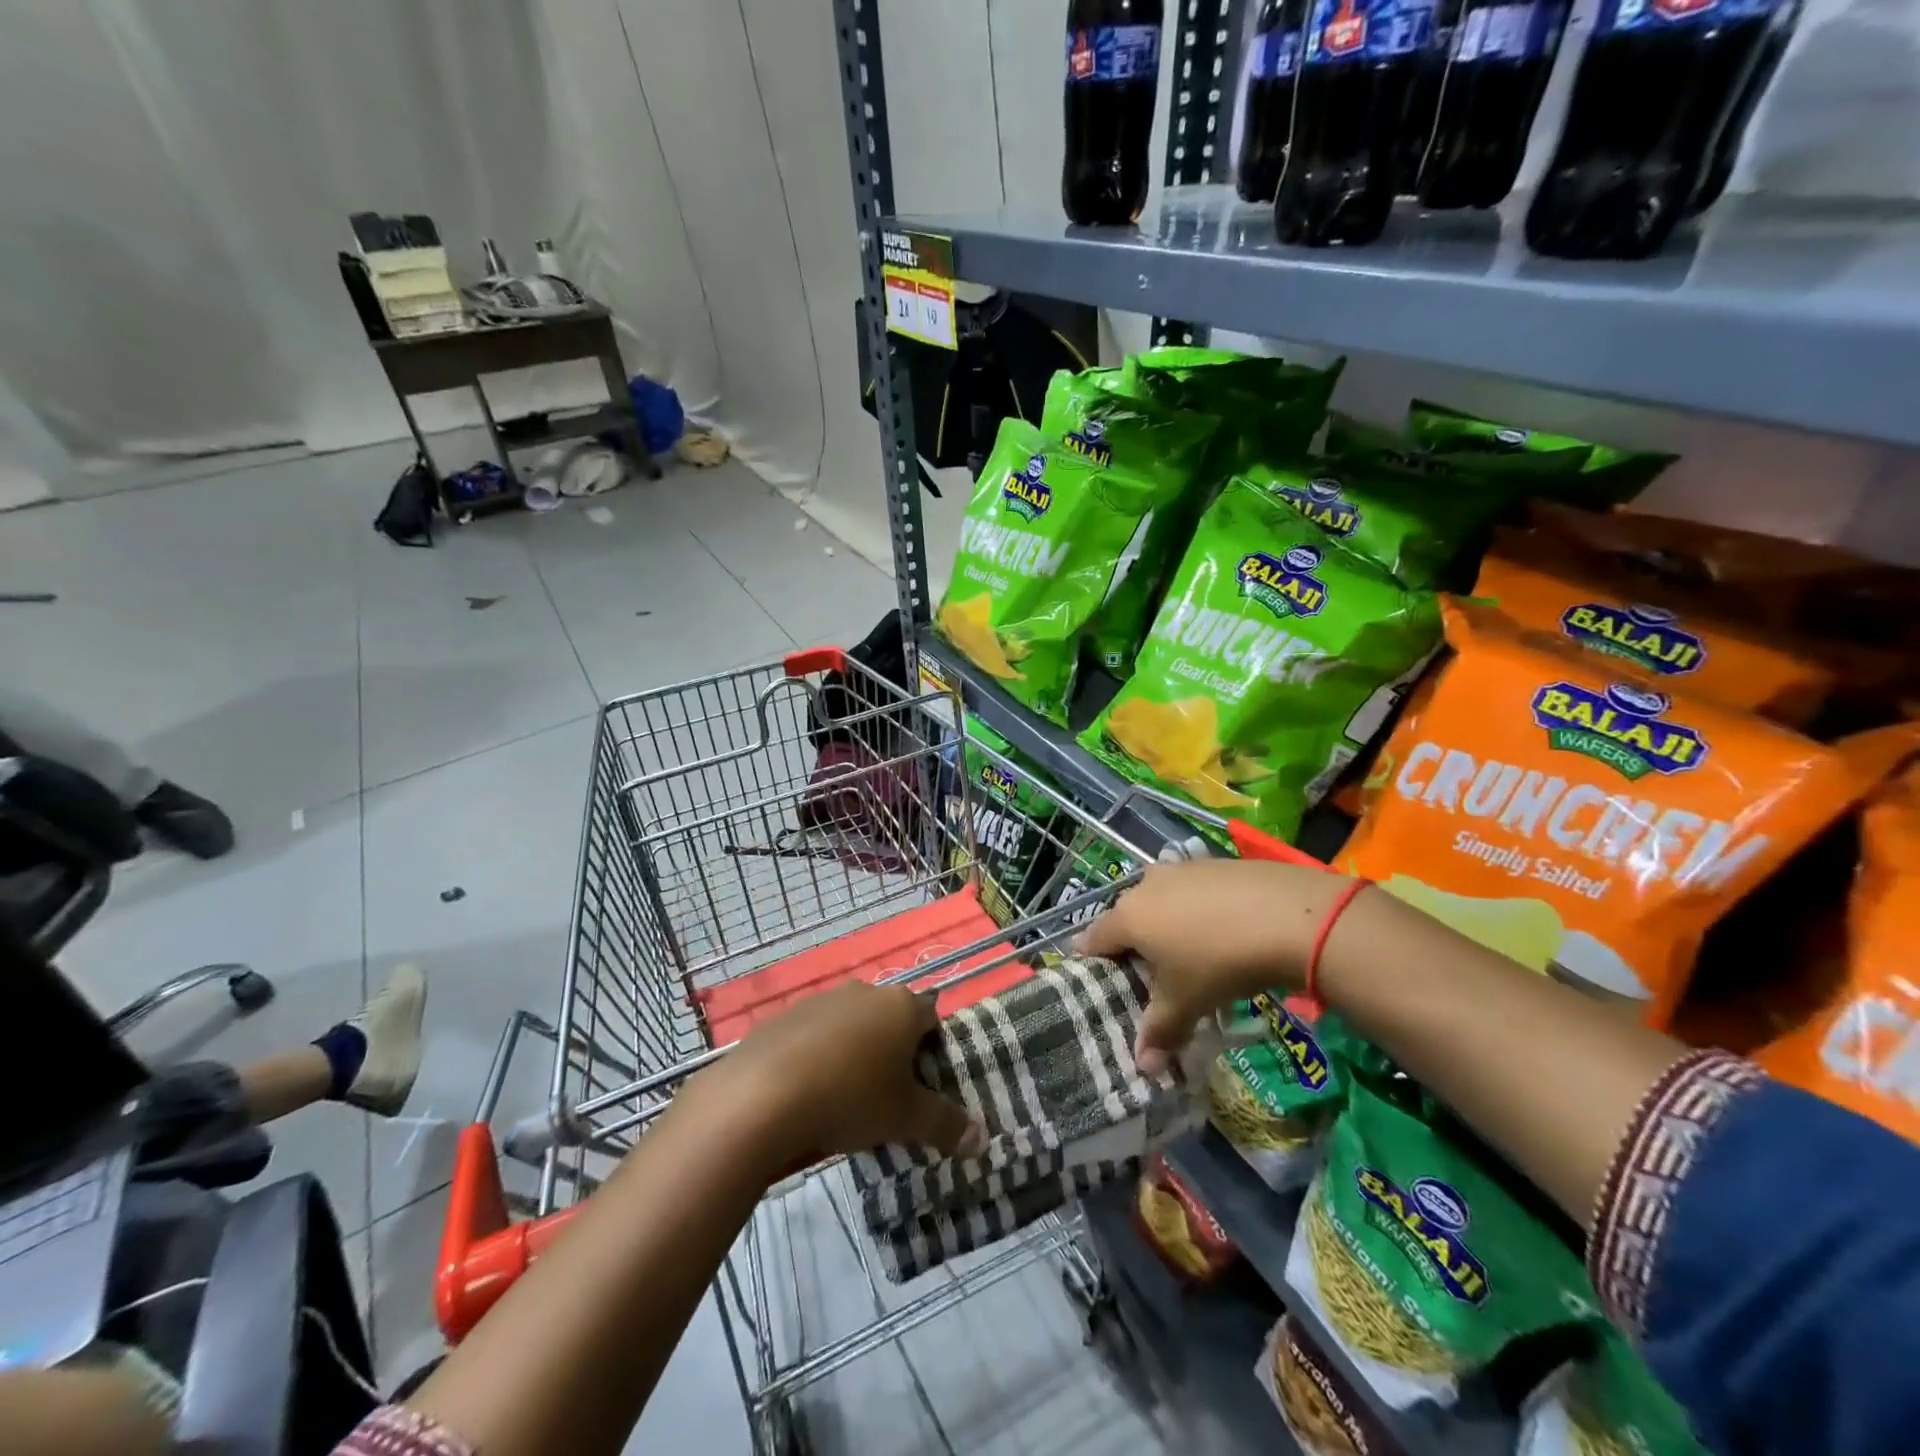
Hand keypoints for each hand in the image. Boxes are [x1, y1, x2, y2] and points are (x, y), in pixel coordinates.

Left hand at [695, 982, 986, 1166]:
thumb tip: (982, 1139)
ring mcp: (821, 1000)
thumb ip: (946, 1125)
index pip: (932, 1018)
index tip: (926, 1085)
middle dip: (893, 1053)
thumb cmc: (850, 1097)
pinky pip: (814, 1036)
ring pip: (851, 1026)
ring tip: (845, 1100)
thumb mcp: (905, 1118)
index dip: (934, 1050)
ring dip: (854, 1054)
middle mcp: (865, 992)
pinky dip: (818, 1058)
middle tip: (888, 1098)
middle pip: (890, 1020)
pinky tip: (807, 1094)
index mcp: (901, 1006)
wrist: (762, 1095)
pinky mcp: (785, 1017)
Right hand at [1075, 859, 1352, 1075]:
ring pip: (1159, 900)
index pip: (1093, 937)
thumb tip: (1143, 1067)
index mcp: (1128, 917)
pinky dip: (1196, 909)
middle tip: (1150, 974)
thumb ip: (1160, 1031)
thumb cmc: (1219, 961)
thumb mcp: (1188, 1002)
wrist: (1288, 915)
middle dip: (1133, 943)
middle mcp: (1146, 886)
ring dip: (1166, 923)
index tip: (1097, 976)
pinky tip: (1221, 929)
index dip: (1091, 959)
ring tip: (1188, 953)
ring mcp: (1180, 869)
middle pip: (1127, 917)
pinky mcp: (1212, 863)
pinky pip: (1191, 890)